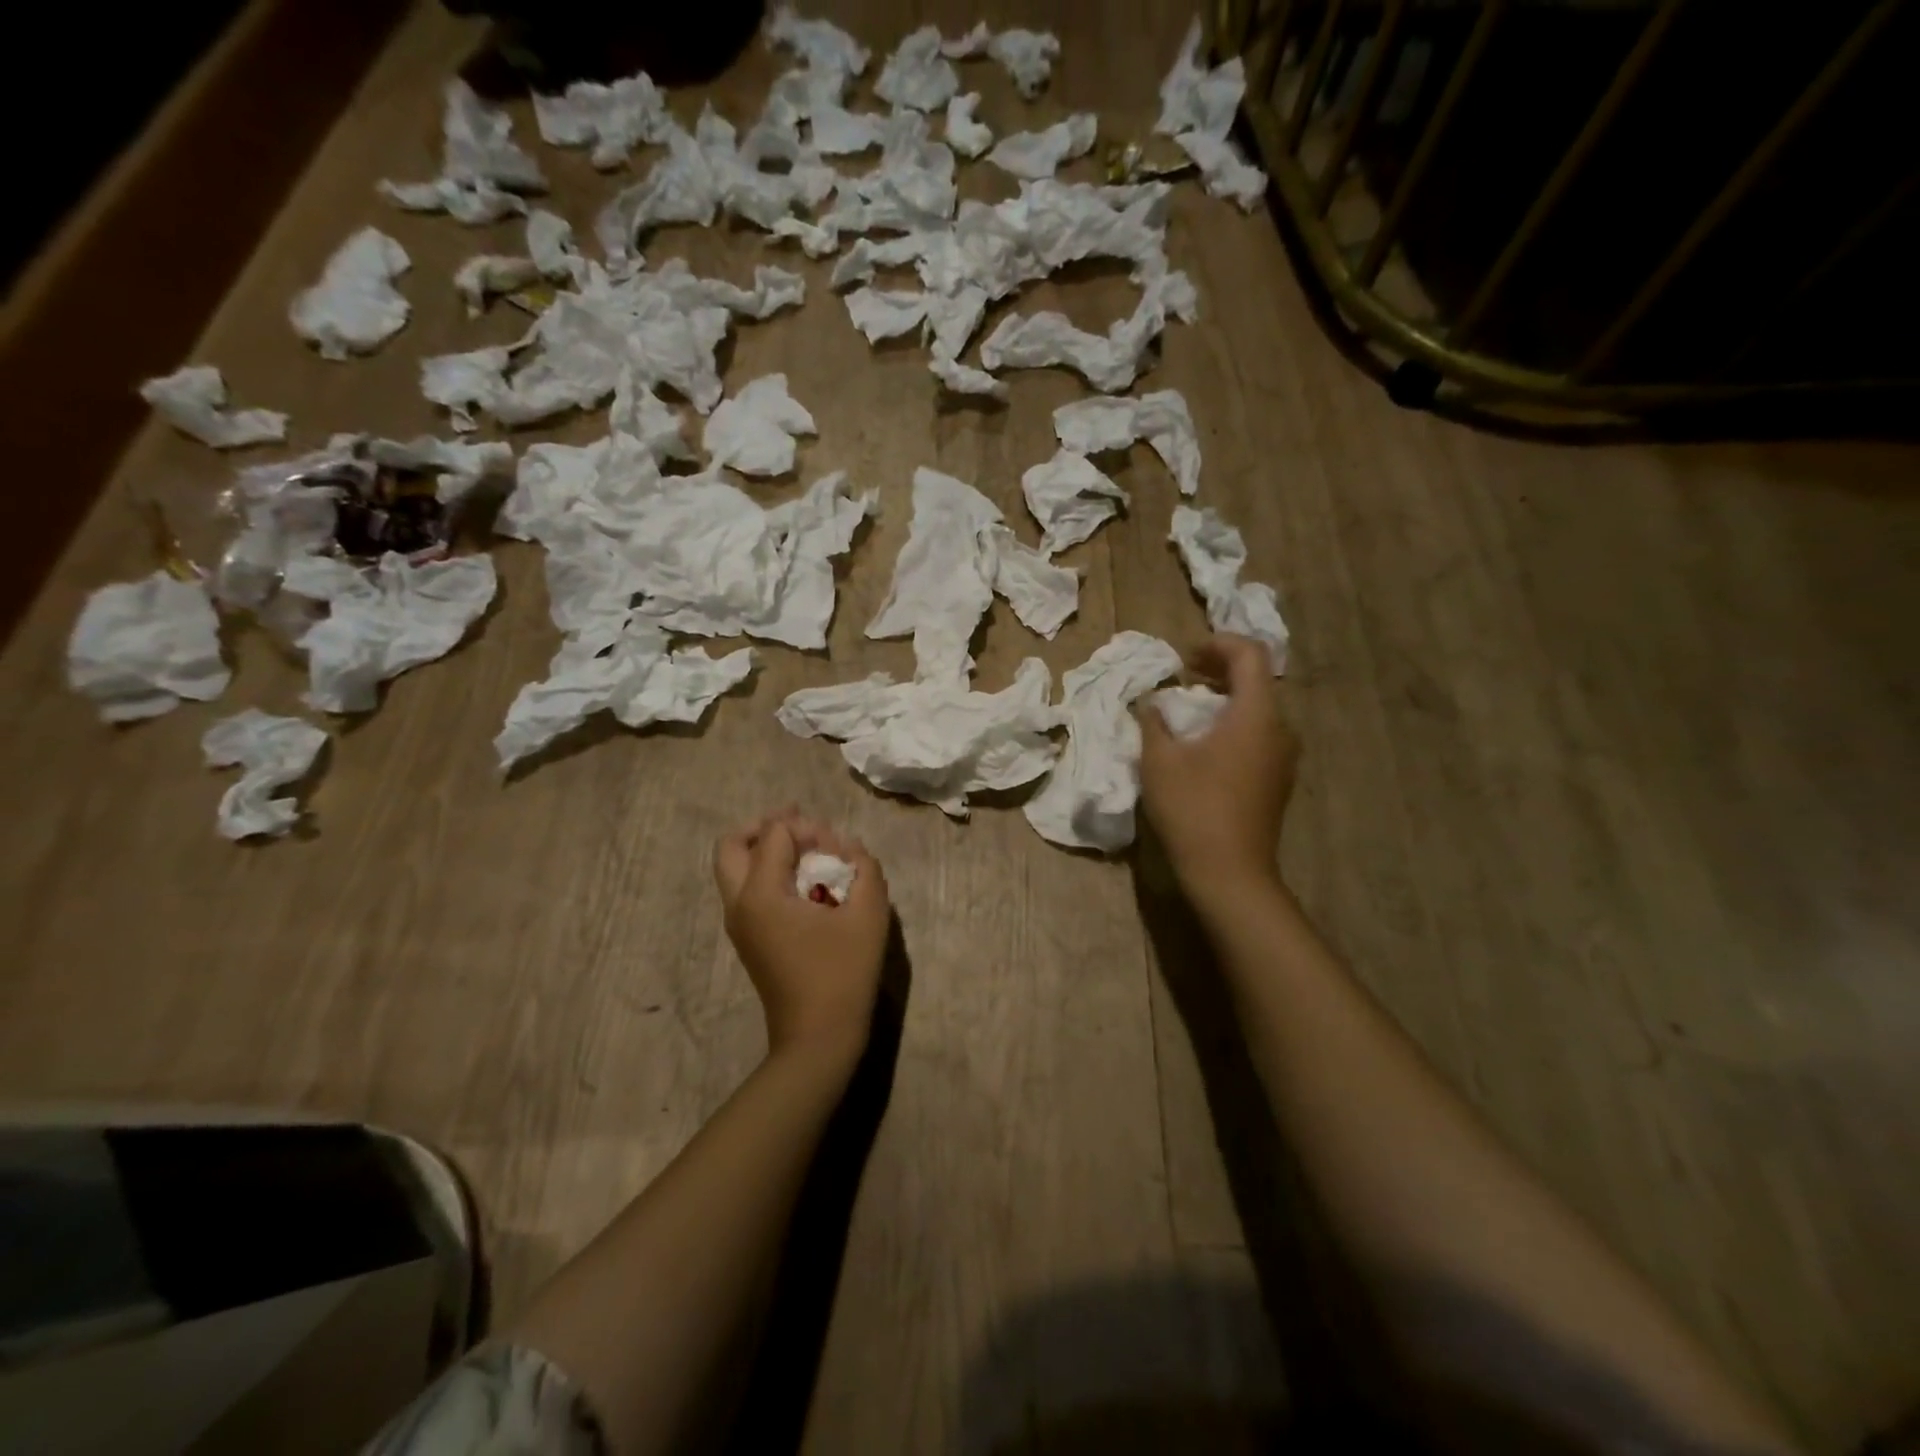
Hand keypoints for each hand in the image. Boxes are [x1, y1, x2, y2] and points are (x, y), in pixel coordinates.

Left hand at [713, 808, 890, 1065]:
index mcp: (761, 893)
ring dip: (765, 850)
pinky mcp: (747, 939)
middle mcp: (739, 903)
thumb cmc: (843, 974)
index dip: (809, 828)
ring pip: (734, 868)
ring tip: (806, 852)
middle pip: (732, 844)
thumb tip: (851, 849)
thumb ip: (865, 868)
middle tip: (801, 827)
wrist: (818, 1038)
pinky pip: (745, 889)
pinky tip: (805, 883)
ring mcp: (738, 923)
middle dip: (766, 826)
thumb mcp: (868, 914)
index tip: (839, 849)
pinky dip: (767, 873)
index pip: (775, 832)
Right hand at [1137, 634, 1297, 905]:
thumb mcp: (1159, 760)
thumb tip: (1153, 703)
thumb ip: (1154, 721)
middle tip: (1182, 675)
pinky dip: (1232, 725)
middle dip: (1218, 670)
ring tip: (1188, 711)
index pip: (1250, 654)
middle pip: (1256, 681)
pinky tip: (1204, 746)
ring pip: (1258, 710)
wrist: (1230, 874)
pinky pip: (1258, 736)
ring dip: (1224, 699)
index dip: (1218, 643)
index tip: (1185, 656)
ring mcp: (1283, 758)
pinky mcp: (1277, 781)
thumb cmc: (1193, 809)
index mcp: (1256, 715)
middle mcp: (1280, 730)